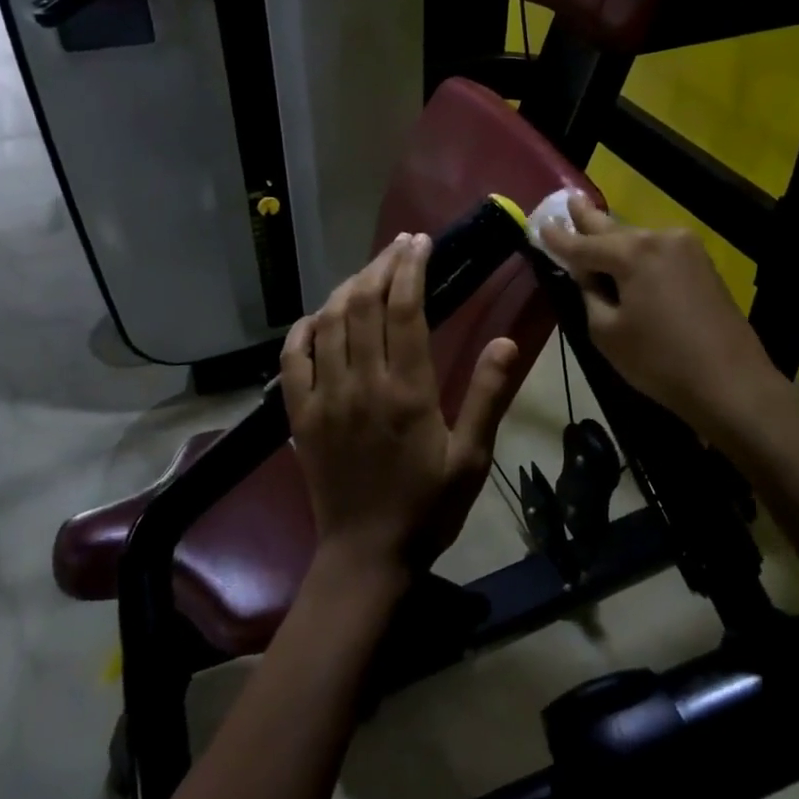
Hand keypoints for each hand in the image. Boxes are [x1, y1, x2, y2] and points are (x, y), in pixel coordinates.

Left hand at [281, 234, 519, 580]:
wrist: (367, 554)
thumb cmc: (428, 507)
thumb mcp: (471, 457)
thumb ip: (487, 396)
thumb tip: (506, 341)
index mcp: (407, 391)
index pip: (405, 310)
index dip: (412, 269)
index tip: (420, 244)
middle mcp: (362, 383)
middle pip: (363, 305)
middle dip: (382, 266)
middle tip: (400, 247)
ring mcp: (325, 397)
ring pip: (328, 323)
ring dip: (347, 288)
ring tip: (369, 272)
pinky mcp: (300, 415)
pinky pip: (293, 359)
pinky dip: (303, 329)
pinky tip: (318, 316)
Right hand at [539, 194, 783, 440]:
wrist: (731, 382)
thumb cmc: (659, 362)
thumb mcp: (607, 332)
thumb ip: (590, 294)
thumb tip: (588, 275)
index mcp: (633, 253)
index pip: (583, 244)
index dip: (558, 238)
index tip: (540, 225)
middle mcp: (660, 238)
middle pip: (613, 229)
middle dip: (588, 219)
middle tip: (568, 201)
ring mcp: (686, 248)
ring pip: (637, 239)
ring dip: (613, 238)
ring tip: (590, 224)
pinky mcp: (702, 264)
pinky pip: (657, 251)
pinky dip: (637, 252)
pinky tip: (624, 253)